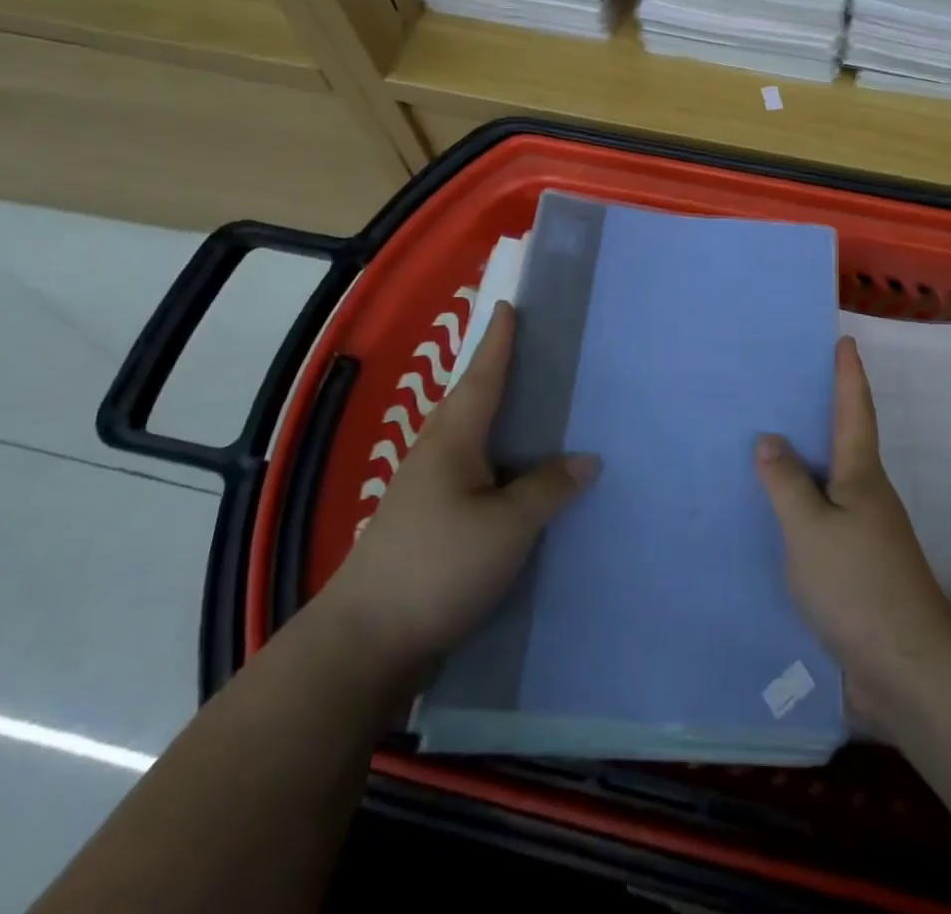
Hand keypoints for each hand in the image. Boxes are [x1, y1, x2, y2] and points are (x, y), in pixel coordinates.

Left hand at [318, 303, 598, 680]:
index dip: (498, 342)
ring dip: (498, 420)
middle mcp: (435, 456)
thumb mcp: (507, 526)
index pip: (483, 378)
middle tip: (530, 352)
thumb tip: (586, 459)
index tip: (508, 307)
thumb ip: (548, 488)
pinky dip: (496, 463)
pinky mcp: (427, 526)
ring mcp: (425, 493)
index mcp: (452, 441)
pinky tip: (517, 480)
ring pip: (470, 440)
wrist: (364, 644)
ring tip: (534, 411)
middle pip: (471, 403)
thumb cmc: (438, 567)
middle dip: (496, 374)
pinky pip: (471, 476)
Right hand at [755, 337, 950, 733]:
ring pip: (831, 484)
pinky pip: (822, 522)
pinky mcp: (856, 570)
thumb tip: (770, 438)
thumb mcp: (811, 529)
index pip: (855, 411)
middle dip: (821, 413)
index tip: (845, 341)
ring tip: (767, 447)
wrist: (906, 669)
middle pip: (844, 443)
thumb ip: (786, 483)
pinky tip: (774, 517)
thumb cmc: (858, 585)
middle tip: (784, 387)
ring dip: (806, 463)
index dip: (849, 376)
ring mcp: (865, 535)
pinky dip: (801, 507)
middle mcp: (868, 497)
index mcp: (862, 476)